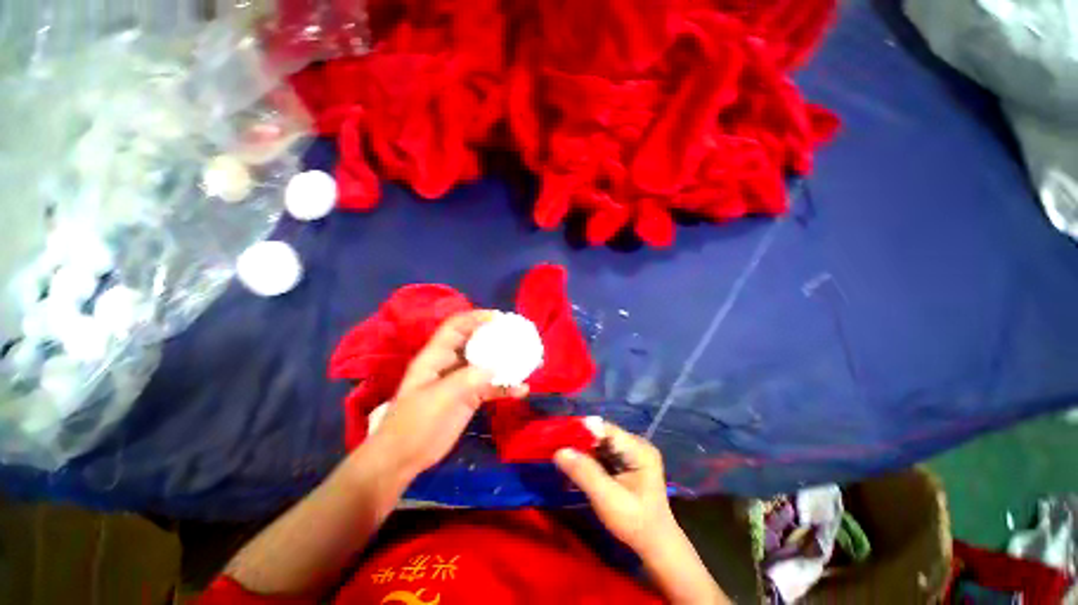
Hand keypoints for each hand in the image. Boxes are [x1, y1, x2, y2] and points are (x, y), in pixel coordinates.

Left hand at [360, 310, 527, 481]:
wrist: (403, 459)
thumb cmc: (412, 424)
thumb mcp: (436, 399)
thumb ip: (465, 380)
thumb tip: (495, 367)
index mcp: (436, 357)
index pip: (455, 327)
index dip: (475, 318)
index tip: (499, 318)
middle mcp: (450, 364)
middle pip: (475, 342)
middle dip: (496, 337)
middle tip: (519, 336)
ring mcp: (461, 381)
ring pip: (487, 364)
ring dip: (506, 363)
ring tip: (527, 362)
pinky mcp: (470, 397)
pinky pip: (491, 387)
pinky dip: (506, 387)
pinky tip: (522, 390)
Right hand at [553, 423, 676, 554]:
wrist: (656, 547)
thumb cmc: (635, 523)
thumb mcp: (607, 499)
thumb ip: (584, 472)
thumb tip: (559, 451)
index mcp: (638, 448)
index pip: (605, 429)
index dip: (581, 431)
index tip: (559, 439)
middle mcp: (636, 445)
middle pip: (602, 435)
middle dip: (580, 443)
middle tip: (558, 451)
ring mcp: (632, 454)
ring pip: (600, 445)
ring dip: (583, 452)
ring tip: (563, 458)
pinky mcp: (626, 464)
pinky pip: (603, 455)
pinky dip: (589, 461)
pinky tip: (576, 468)